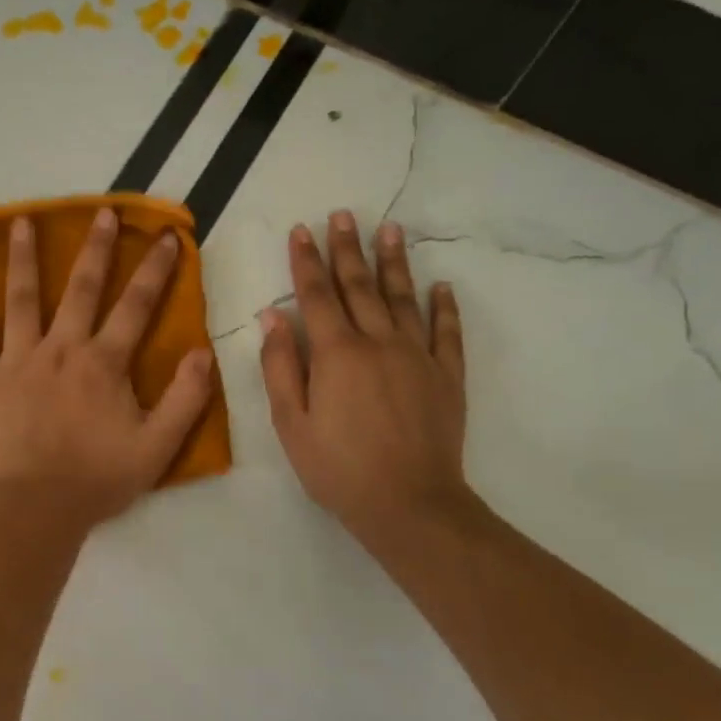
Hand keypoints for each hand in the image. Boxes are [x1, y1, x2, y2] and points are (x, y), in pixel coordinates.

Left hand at [0, 209, 215, 530]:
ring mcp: (17, 362)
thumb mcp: (157, 446)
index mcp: (103, 363)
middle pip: (81, 289)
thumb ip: (185, 399)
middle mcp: (61, 349)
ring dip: (23, 259)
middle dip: (96, 249)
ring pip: (21, 300)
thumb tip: (204, 352)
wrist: (34, 510)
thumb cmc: (96, 480)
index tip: (167, 236)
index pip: (136, 306)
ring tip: (21, 222)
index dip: (155, 270)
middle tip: (103, 212)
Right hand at [260, 211, 475, 556]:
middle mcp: (379, 342)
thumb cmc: (338, 468)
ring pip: (404, 298)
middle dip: (347, 249)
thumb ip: (281, 366)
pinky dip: (444, 307)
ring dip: (394, 262)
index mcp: (337, 353)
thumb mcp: (292, 424)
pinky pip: (447, 333)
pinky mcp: (447, 376)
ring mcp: (418, 356)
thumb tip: (273, 316)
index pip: (317, 295)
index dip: (306, 261)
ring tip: (390, 229)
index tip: (302, 230)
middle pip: (360, 286)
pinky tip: (441, 286)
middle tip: (343, 215)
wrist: (409, 504)